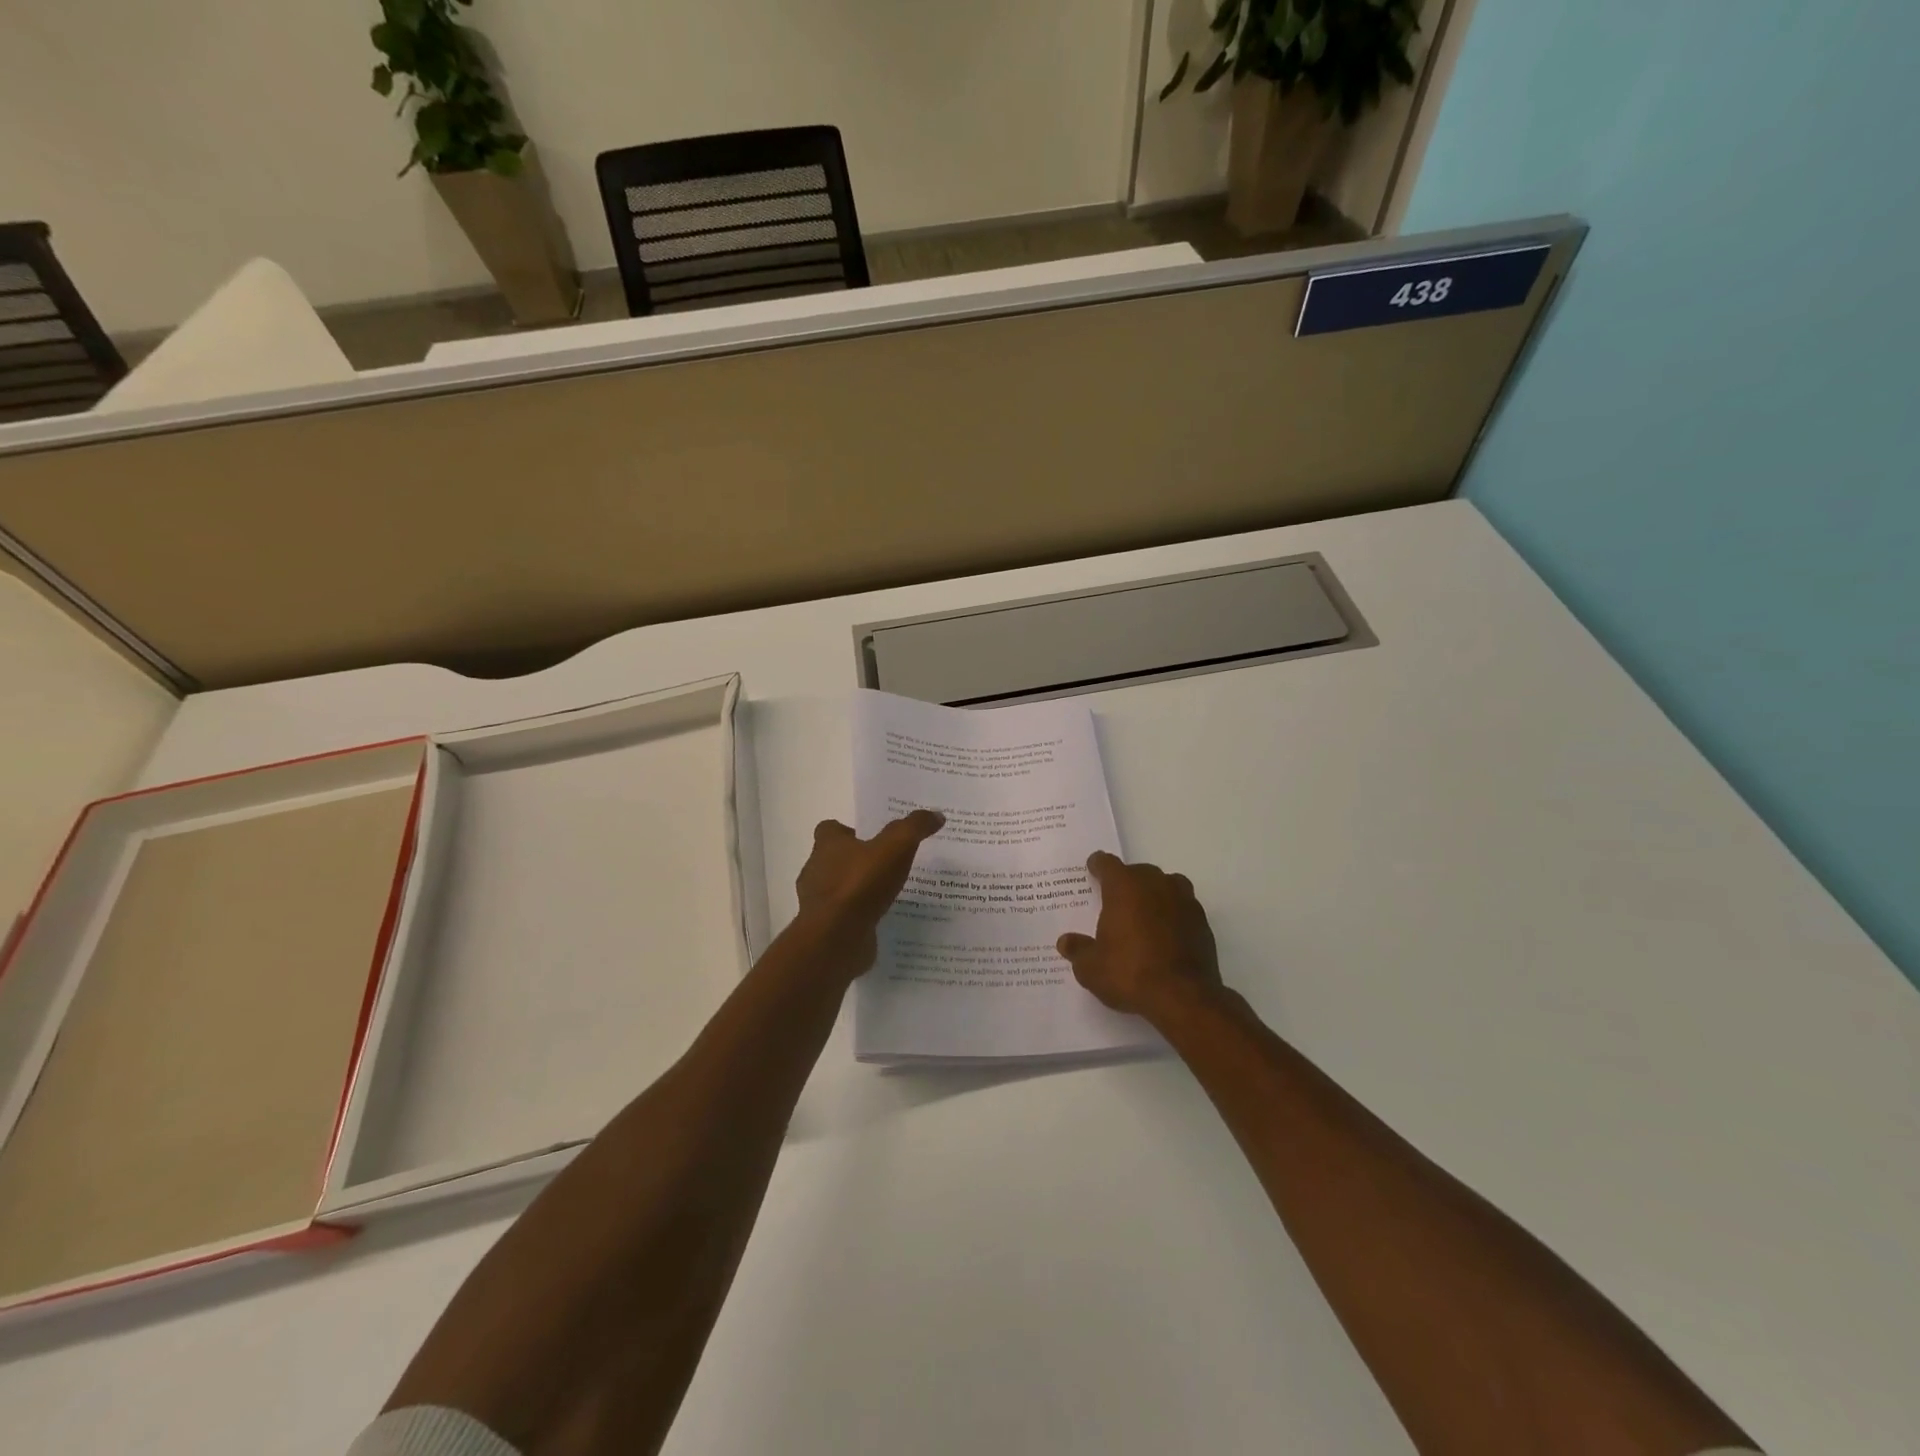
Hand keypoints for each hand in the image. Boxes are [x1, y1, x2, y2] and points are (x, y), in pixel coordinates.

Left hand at [792, 811, 944, 972]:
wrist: (836, 938)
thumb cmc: (861, 884)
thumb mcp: (896, 847)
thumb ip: (915, 827)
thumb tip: (936, 814)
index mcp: (828, 845)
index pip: (829, 829)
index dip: (848, 831)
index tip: (871, 837)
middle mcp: (816, 870)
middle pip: (833, 859)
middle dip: (856, 860)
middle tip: (886, 864)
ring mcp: (818, 902)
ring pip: (838, 889)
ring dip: (858, 890)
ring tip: (888, 894)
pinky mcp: (826, 928)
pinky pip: (844, 917)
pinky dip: (859, 916)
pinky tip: (882, 919)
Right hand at [1056, 852, 1222, 1023]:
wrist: (1183, 997)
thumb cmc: (1130, 973)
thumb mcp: (1091, 968)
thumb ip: (1078, 950)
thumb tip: (1065, 941)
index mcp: (1124, 887)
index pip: (1108, 864)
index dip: (1098, 865)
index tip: (1093, 868)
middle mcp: (1155, 885)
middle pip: (1139, 871)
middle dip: (1127, 880)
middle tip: (1116, 898)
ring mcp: (1183, 901)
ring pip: (1167, 884)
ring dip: (1155, 891)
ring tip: (1145, 910)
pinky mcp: (1202, 922)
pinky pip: (1184, 907)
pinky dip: (1174, 913)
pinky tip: (1167, 932)